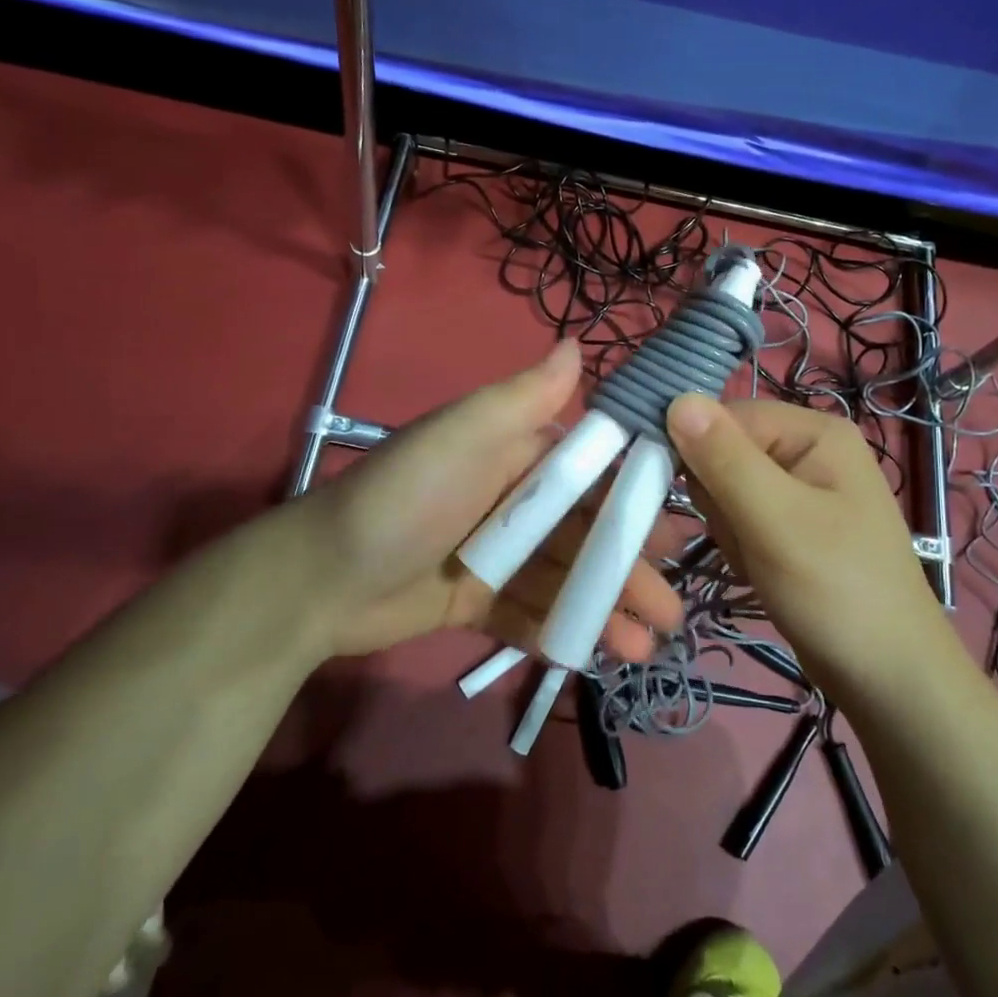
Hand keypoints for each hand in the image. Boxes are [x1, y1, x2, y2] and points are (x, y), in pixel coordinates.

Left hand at [281, 340, 683, 659]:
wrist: (320, 579)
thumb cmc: (406, 498)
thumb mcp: (464, 436)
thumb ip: (524, 396)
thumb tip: (578, 341)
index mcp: (518, 455)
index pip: (592, 475)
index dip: (637, 502)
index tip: (677, 532)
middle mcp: (514, 501)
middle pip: (586, 534)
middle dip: (630, 569)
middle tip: (671, 608)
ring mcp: (498, 555)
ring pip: (567, 580)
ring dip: (607, 609)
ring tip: (646, 646)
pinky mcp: (479, 600)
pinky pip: (533, 614)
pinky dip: (565, 631)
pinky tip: (600, 654)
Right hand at [666, 394, 942, 694]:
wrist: (888, 676)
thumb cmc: (837, 591)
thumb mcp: (776, 520)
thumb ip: (724, 459)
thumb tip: (677, 398)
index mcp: (813, 431)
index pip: (724, 417)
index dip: (698, 454)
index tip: (700, 502)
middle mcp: (807, 449)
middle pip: (722, 453)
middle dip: (719, 502)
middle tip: (748, 538)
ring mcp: (801, 488)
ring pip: (724, 490)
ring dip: (729, 529)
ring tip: (761, 560)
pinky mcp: (792, 523)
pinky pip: (740, 518)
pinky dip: (740, 546)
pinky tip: (763, 570)